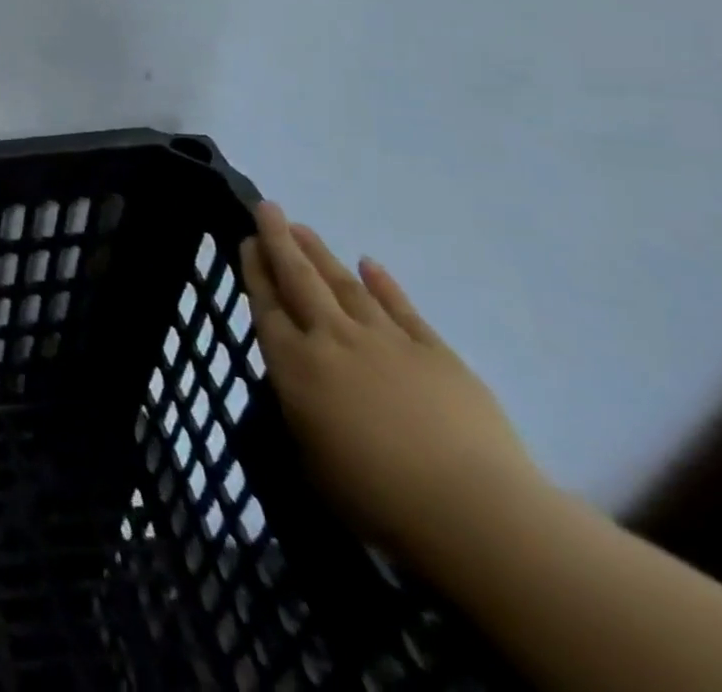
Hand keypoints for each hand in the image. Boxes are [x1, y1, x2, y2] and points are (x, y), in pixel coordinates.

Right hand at [239, 202, 542, 560]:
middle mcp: (331, 339)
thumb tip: (302, 391)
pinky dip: (383, 283)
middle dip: (280, 241)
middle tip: (268, 208)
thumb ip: (300, 413)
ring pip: (343, 284)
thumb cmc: (377, 497)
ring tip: (304, 227)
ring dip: (321, 253)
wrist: (475, 512)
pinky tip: (370, 263)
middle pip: (299, 279)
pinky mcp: (435, 353)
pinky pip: (402, 308)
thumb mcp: (312, 457)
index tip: (246, 240)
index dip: (254, 269)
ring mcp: (385, 341)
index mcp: (294, 364)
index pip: (265, 304)